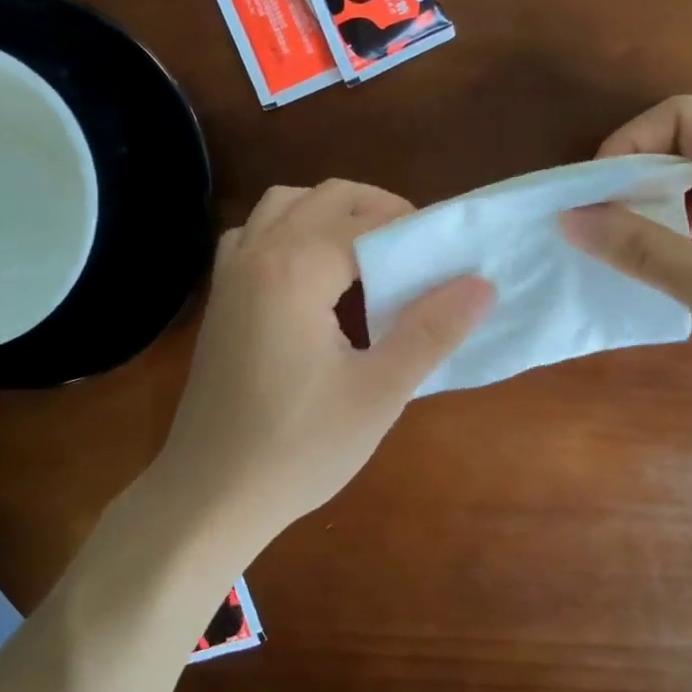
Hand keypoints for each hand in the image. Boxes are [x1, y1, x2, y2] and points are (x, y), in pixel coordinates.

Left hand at [155, 180, 494, 547]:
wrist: (210, 495)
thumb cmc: (298, 449)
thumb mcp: (379, 393)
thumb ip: (432, 331)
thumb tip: (481, 284)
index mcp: (296, 270)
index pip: (367, 222)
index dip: (414, 230)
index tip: (450, 254)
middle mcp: (258, 254)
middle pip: (326, 196)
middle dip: (378, 209)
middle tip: (416, 249)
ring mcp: (230, 273)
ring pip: (284, 204)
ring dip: (330, 211)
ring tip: (366, 251)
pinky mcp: (220, 297)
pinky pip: (254, 233)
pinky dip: (288, 230)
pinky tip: (310, 272)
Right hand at [561, 96, 691, 399]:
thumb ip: (636, 247)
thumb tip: (569, 218)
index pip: (680, 117)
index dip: (627, 147)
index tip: (595, 197)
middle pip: (689, 142)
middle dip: (639, 179)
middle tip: (604, 223)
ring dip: (661, 204)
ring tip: (633, 243)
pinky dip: (687, 223)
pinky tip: (674, 258)